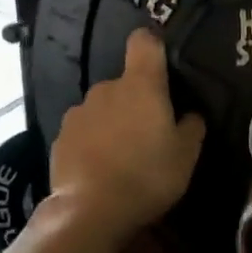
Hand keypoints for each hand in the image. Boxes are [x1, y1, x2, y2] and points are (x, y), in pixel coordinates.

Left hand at [51, 29, 206, 244]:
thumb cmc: (148, 176)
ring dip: (113, 123)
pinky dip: (92, 143)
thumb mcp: (186, 156)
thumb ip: (191, 127)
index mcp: (141, 85)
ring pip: (102, 109)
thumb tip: (189, 115)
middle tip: (149, 134)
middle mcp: (106, 89)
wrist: (91, 210)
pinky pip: (84, 131)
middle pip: (125, 84)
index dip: (153, 47)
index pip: (143, 42)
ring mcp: (78, 112)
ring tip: (122, 156)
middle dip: (136, 102)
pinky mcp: (60, 137)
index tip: (162, 64)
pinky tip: (100, 169)